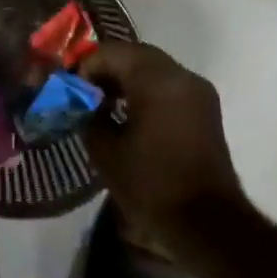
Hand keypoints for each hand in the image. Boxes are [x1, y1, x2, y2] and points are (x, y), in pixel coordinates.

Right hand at [78, 43, 246, 243]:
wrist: (207, 225)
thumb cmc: (151, 185)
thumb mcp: (105, 150)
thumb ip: (88, 115)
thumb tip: (84, 103)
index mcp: (156, 79)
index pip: (112, 52)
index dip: (85, 65)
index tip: (69, 88)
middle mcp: (181, 76)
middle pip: (135, 54)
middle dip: (106, 68)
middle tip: (83, 91)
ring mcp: (198, 91)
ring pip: (154, 68)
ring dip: (126, 78)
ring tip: (102, 103)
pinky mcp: (205, 110)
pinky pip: (169, 85)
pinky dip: (146, 90)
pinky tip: (128, 114)